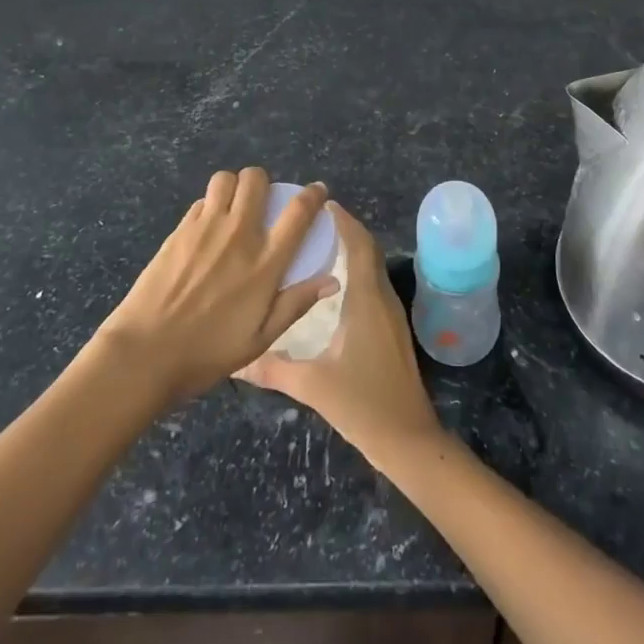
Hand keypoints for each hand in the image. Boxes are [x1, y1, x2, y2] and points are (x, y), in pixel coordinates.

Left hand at [95, 169, 338, 403]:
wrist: (145, 352)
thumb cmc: (208, 352)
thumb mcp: (260, 339)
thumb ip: (295, 304)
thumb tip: (332, 281)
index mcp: (265, 262)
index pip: (298, 212)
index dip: (313, 195)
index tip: (317, 192)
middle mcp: (238, 234)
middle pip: (256, 179)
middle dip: (264, 183)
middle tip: (263, 203)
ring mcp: (205, 227)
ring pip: (225, 179)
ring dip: (234, 187)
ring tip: (233, 207)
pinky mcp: (180, 230)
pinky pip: (200, 201)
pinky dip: (209, 206)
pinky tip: (207, 229)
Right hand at [236, 203, 441, 463]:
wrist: (408, 439)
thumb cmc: (363, 405)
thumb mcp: (313, 386)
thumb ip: (273, 369)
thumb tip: (235, 362)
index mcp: (366, 300)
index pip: (358, 245)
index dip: (344, 220)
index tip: (322, 203)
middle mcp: (382, 298)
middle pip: (368, 250)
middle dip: (346, 229)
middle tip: (313, 220)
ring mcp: (391, 313)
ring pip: (372, 266)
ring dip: (352, 248)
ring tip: (319, 242)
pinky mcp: (392, 328)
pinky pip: (374, 283)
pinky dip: (357, 269)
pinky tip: (335, 282)